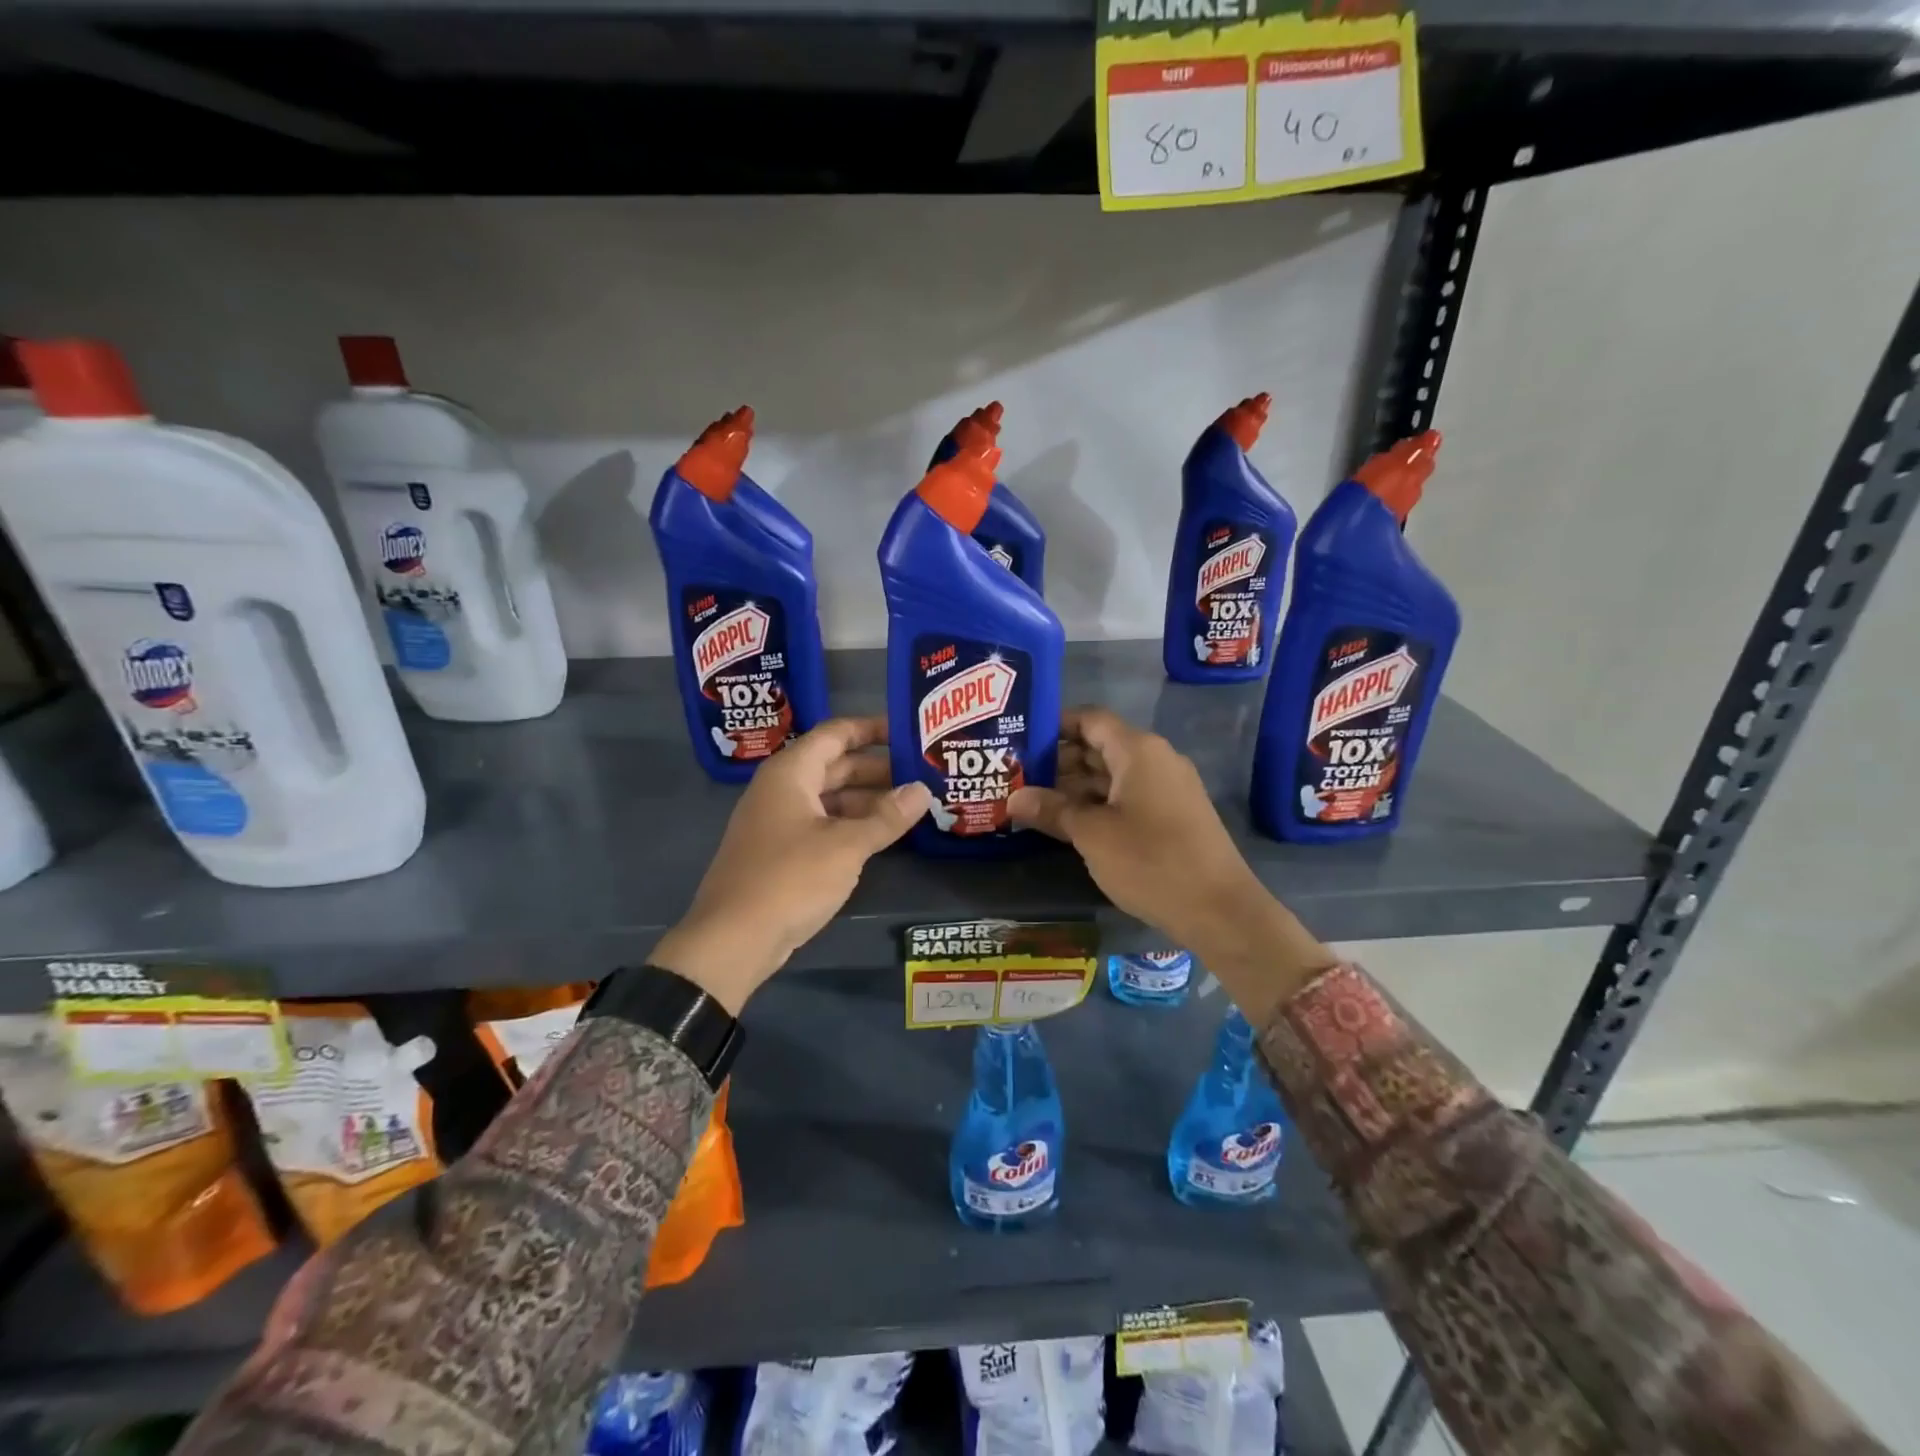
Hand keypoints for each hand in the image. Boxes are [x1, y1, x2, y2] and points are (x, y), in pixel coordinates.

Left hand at [652, 718, 932, 1012]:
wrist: (732, 940)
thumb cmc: (790, 879)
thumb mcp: (847, 846)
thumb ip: (887, 817)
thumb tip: (923, 790)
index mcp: (791, 773)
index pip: (836, 733)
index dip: (873, 728)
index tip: (910, 732)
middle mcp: (782, 789)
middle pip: (836, 765)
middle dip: (878, 768)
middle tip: (923, 773)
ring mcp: (779, 821)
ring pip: (831, 798)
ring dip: (869, 800)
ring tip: (913, 805)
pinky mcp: (781, 852)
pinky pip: (823, 824)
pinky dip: (852, 824)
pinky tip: (883, 835)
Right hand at [1008, 709, 1333, 1008]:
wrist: (1220, 910)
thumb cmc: (1151, 861)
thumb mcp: (1092, 835)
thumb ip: (1052, 810)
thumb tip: (1013, 799)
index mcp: (1138, 751)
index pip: (1090, 719)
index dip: (1054, 725)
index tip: (1020, 741)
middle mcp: (1156, 759)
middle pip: (1100, 746)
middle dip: (1059, 760)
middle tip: (1018, 777)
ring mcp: (1169, 787)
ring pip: (1114, 774)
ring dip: (1076, 786)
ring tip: (1036, 803)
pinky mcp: (1174, 814)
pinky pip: (1129, 795)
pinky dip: (1099, 802)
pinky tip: (1071, 823)